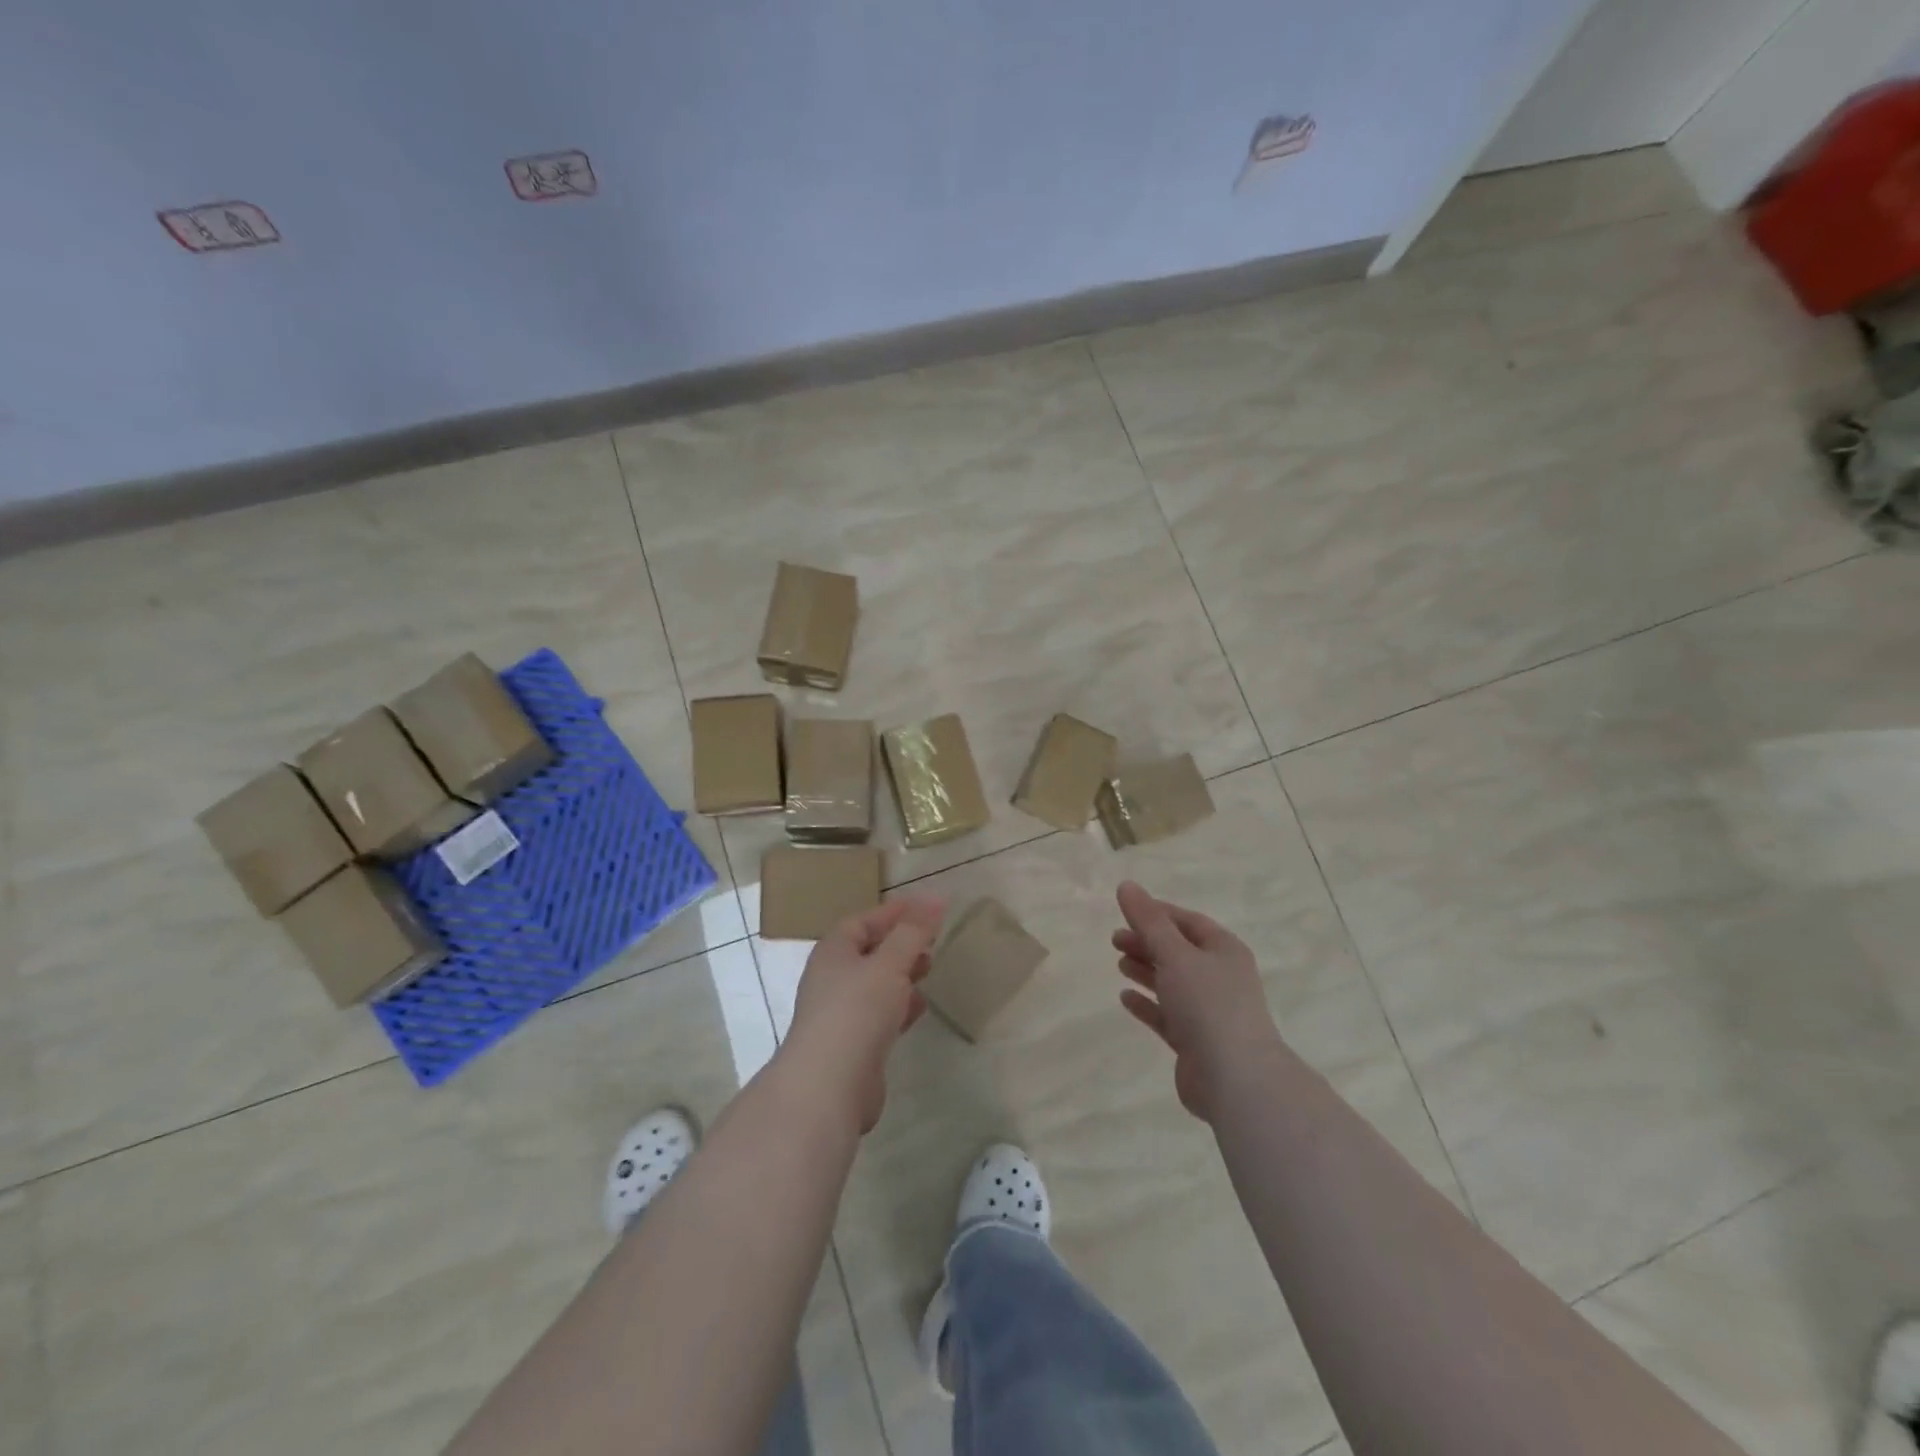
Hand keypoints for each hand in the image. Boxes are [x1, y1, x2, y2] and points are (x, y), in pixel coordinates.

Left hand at [783, 897, 944, 1132]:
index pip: (863, 921)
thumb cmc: (857, 1011)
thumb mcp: (889, 964)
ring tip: (930, 969)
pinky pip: (879, 1015)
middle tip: (932, 939)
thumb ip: (913, 932)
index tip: (926, 906)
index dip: (894, 912)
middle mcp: (832, 979)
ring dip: (901, 974)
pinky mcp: (852, 1045)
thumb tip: (935, 899)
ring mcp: (840, 1014)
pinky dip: (899, 1006)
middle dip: (900, 943)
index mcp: (833, 952)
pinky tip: (919, 1008)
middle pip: (868, 951)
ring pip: (875, 984)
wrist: (828, 1087)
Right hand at [1112, 881, 1281, 1121]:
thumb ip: (1148, 922)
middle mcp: (1220, 977)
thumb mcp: (1175, 954)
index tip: (1126, 910)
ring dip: (1146, 971)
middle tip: (1115, 940)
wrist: (1236, 1079)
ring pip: (1172, 983)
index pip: (1188, 922)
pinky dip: (1147, 1004)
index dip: (1157, 913)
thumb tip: (1127, 886)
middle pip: (1179, 951)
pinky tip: (1125, 998)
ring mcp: (1209, 1012)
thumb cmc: (1208, 1004)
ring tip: (1119, 963)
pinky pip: (1167, 1015)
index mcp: (1224, 950)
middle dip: (1147, 942)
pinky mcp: (1196, 1042)